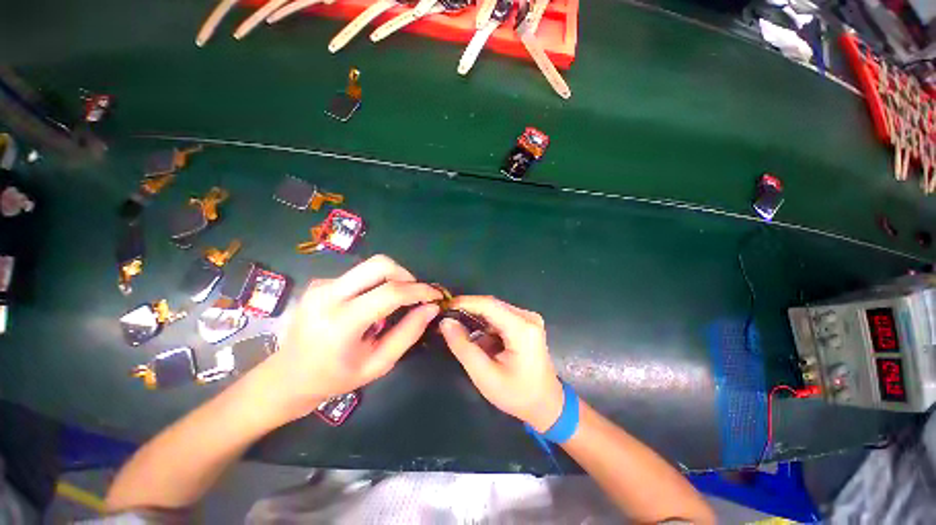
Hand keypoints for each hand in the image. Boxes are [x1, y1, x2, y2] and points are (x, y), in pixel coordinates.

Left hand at [257, 255, 441, 422]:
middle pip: (380, 264)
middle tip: (416, 294)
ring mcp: (322, 285)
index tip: (436, 296)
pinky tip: (373, 305)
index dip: (419, 291)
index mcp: (341, 322)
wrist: (286, 377)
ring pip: (371, 266)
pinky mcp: (321, 282)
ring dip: (392, 279)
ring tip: (397, 302)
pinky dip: (376, 284)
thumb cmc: (335, 378)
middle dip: (406, 275)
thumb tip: (431, 308)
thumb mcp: (378, 364)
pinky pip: (360, 274)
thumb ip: (408, 334)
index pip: (390, 293)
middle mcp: (328, 295)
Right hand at [440, 296, 562, 432]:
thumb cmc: (517, 394)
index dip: (464, 302)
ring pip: (494, 310)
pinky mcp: (526, 323)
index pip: (489, 305)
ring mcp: (529, 319)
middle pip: (491, 305)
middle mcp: (528, 317)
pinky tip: (476, 336)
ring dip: (476, 317)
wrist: (547, 404)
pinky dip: (485, 324)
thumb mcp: (485, 376)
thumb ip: (463, 347)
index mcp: (522, 329)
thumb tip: (446, 322)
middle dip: (468, 310)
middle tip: (446, 319)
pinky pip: (500, 317)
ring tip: (457, 328)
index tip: (443, 307)